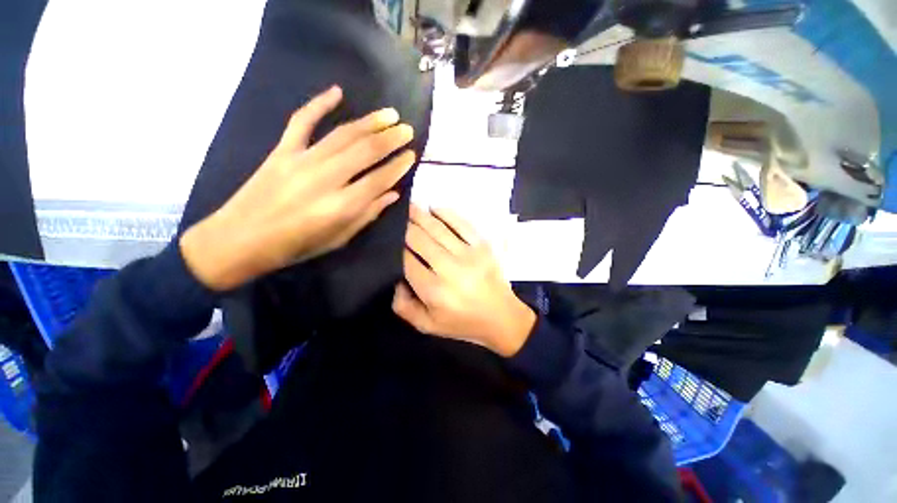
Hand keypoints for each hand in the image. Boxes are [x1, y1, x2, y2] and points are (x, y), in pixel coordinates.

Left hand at [180, 86, 415, 290]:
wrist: (240, 239)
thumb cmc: (296, 246)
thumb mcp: (339, 238)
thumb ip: (368, 214)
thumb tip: (393, 194)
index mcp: (341, 207)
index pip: (379, 180)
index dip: (398, 167)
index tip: (412, 155)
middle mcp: (325, 179)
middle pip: (365, 152)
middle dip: (391, 139)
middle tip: (408, 130)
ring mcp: (301, 161)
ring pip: (342, 134)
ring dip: (369, 122)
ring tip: (389, 114)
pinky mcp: (281, 151)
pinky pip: (301, 121)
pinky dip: (319, 104)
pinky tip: (337, 92)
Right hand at [393, 205, 535, 356]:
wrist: (502, 318)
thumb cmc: (463, 323)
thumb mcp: (428, 326)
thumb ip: (404, 307)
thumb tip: (396, 280)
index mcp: (435, 291)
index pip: (407, 261)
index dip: (396, 248)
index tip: (390, 239)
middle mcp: (450, 269)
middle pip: (420, 240)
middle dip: (406, 226)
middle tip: (396, 217)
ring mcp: (469, 254)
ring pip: (438, 229)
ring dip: (421, 215)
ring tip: (410, 206)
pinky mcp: (483, 246)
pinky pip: (463, 224)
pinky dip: (447, 214)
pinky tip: (435, 208)